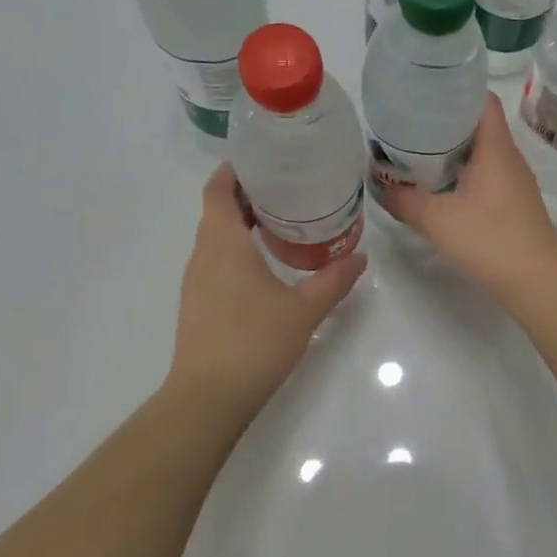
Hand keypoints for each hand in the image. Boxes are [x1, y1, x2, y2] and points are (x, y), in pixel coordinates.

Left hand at [168, 162, 367, 416]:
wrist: (208, 398)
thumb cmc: (254, 342)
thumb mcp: (304, 309)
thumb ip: (333, 280)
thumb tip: (360, 257)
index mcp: (223, 244)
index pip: (218, 190)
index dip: (234, 170)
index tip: (262, 158)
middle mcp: (203, 255)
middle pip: (217, 211)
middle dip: (247, 195)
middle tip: (287, 188)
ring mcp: (196, 282)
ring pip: (216, 238)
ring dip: (241, 224)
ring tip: (282, 221)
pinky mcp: (198, 305)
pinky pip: (216, 262)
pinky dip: (237, 251)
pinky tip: (266, 265)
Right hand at [380, 93, 556, 301]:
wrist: (536, 280)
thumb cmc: (489, 239)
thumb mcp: (436, 219)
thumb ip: (404, 200)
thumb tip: (380, 186)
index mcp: (495, 148)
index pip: (482, 99)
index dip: (456, 90)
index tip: (425, 93)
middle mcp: (509, 158)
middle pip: (479, 126)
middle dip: (445, 123)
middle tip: (410, 126)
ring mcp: (515, 183)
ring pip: (482, 154)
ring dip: (453, 153)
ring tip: (418, 156)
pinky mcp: (515, 206)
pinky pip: (486, 178)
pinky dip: (464, 176)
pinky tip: (441, 191)